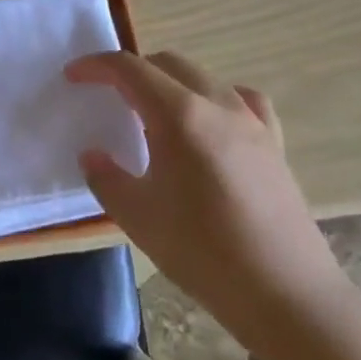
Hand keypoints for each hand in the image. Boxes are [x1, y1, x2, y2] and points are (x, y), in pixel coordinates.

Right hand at [72, 51, 345, 339]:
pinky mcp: (274, 144)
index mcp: (179, 115)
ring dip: (171, 82)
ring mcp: (251, 122)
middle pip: (167, 63)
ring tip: (154, 113)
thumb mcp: (138, 217)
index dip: (96, 66)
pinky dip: (216, 98)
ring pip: (204, 77)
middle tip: (108, 95)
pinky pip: (242, 100)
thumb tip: (92, 155)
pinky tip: (211, 123)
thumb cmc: (204, 253)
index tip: (73, 76)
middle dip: (132, 71)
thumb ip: (106, 178)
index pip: (130, 69)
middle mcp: (217, 104)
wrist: (287, 296)